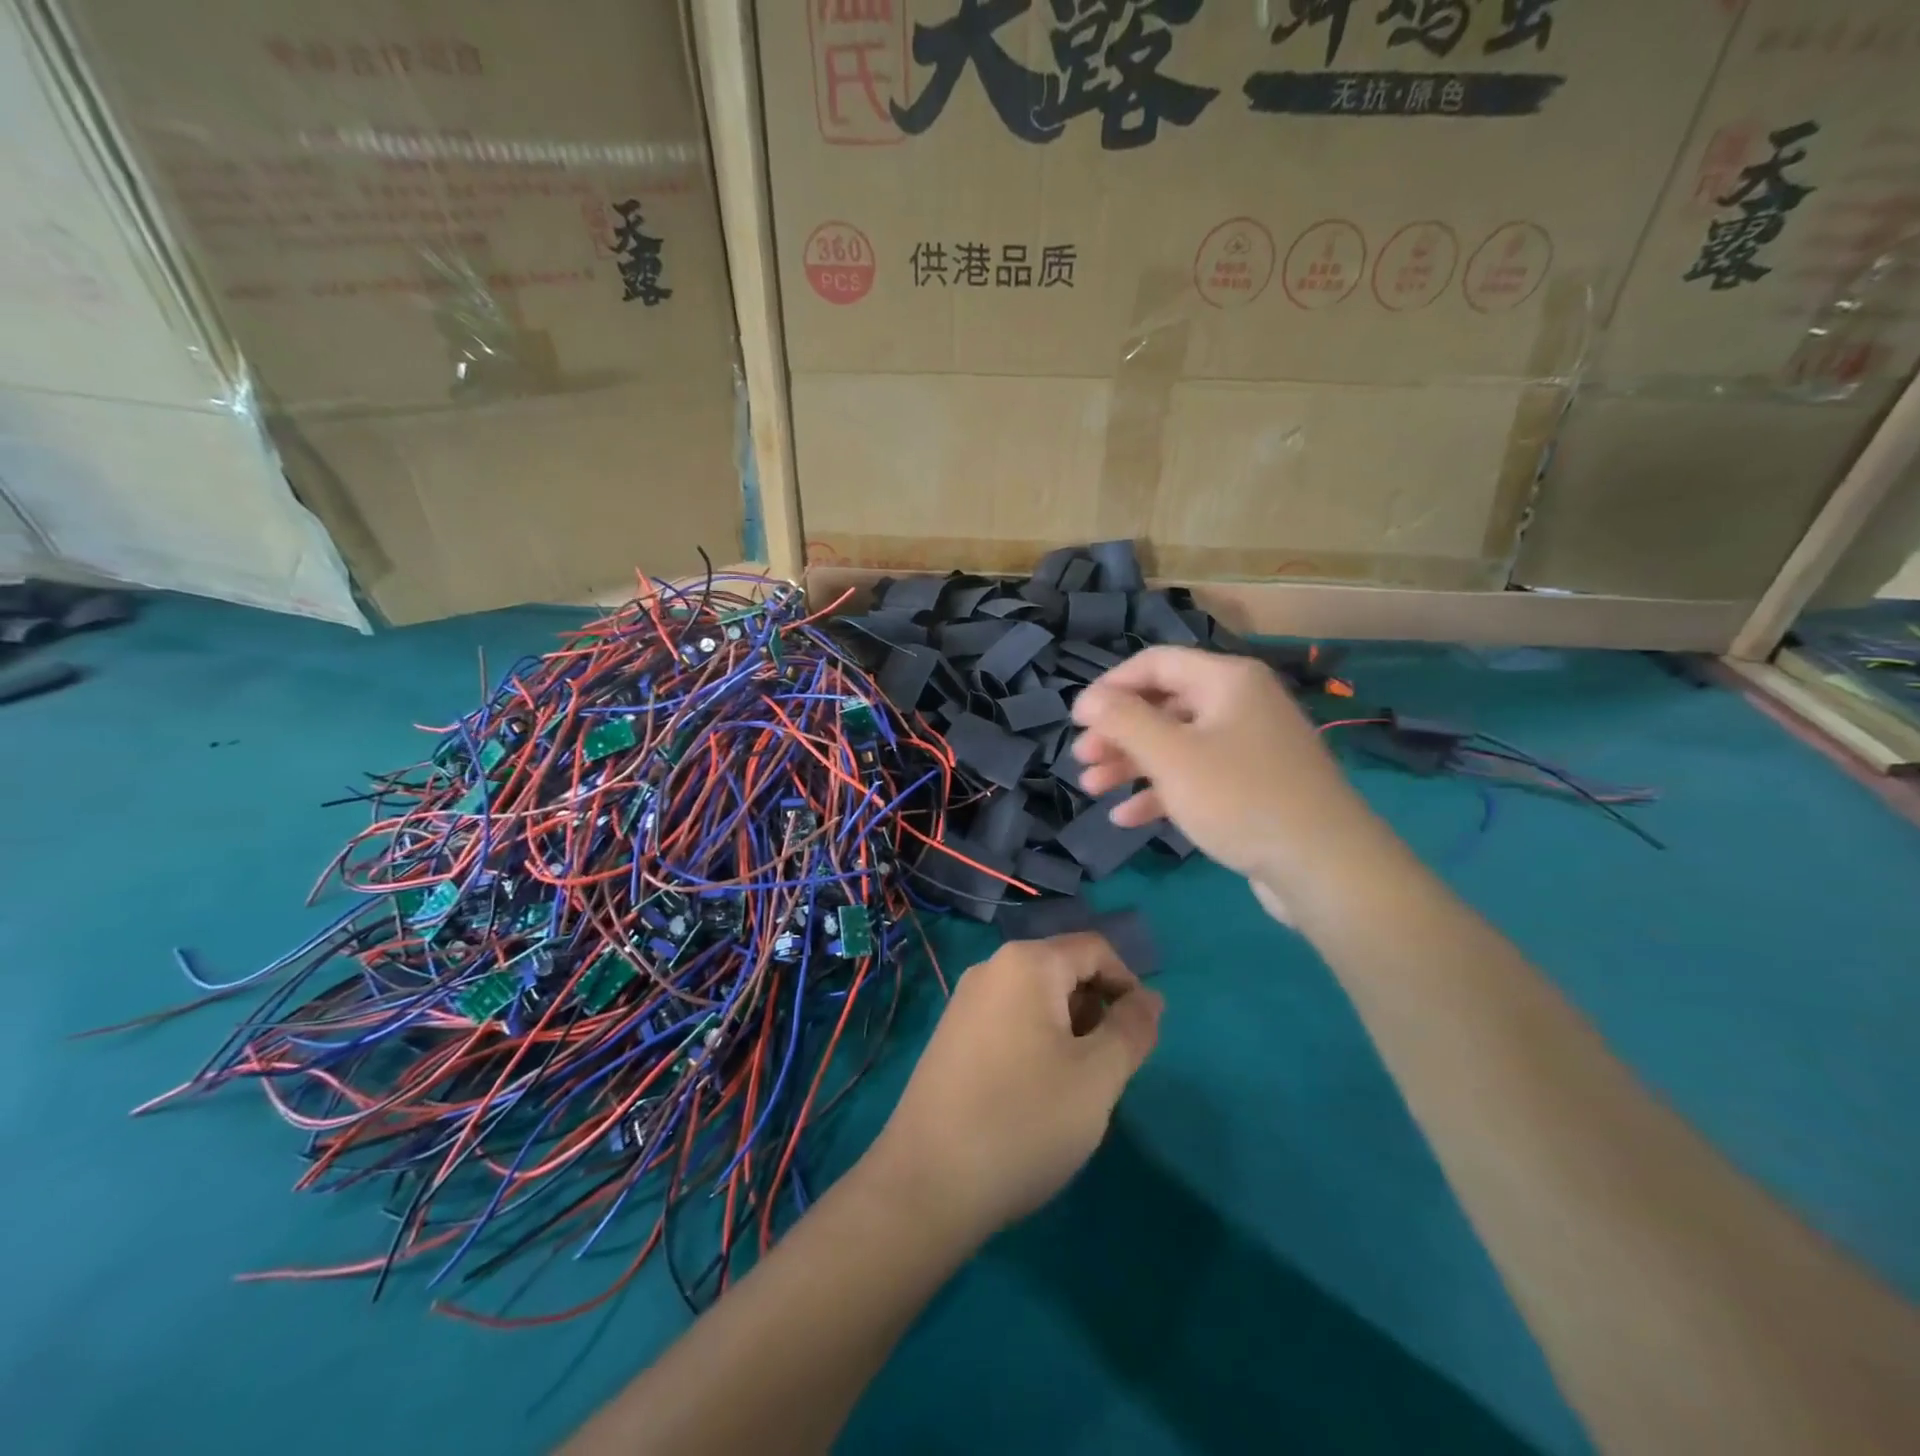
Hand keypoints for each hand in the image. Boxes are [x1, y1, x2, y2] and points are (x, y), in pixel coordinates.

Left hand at [864, 933, 1161, 1246]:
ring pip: (1037, 999)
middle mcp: (991, 969)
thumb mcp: (1097, 1076)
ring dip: (1069, 1032)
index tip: (1140, 1039)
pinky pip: (1010, 1021)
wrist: (928, 1183)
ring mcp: (965, 1002)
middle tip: (1105, 1072)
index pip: (1095, 949)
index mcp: (1026, 963)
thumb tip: (1151, 998)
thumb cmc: (1025, 1120)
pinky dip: (1037, 1044)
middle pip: (1064, 970)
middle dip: (1096, 1011)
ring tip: (1072, 1090)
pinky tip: (1034, 1096)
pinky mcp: (951, 1036)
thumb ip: (1132, 1029)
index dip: (1128, 986)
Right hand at [1069, 646, 1383, 919]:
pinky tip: (1127, 818)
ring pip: (1176, 744)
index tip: (1077, 719)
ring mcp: (1249, 747)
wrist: (1323, 865)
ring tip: (1092, 788)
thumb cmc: (1240, 797)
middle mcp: (1240, 704)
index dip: (1110, 687)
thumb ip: (1124, 721)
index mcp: (1226, 680)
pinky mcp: (1252, 786)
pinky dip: (1162, 792)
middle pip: (1163, 705)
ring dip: (1132, 764)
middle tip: (1082, 759)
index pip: (1155, 663)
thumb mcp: (1171, 756)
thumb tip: (1087, 699)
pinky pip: (1197, 777)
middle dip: (1118, 732)